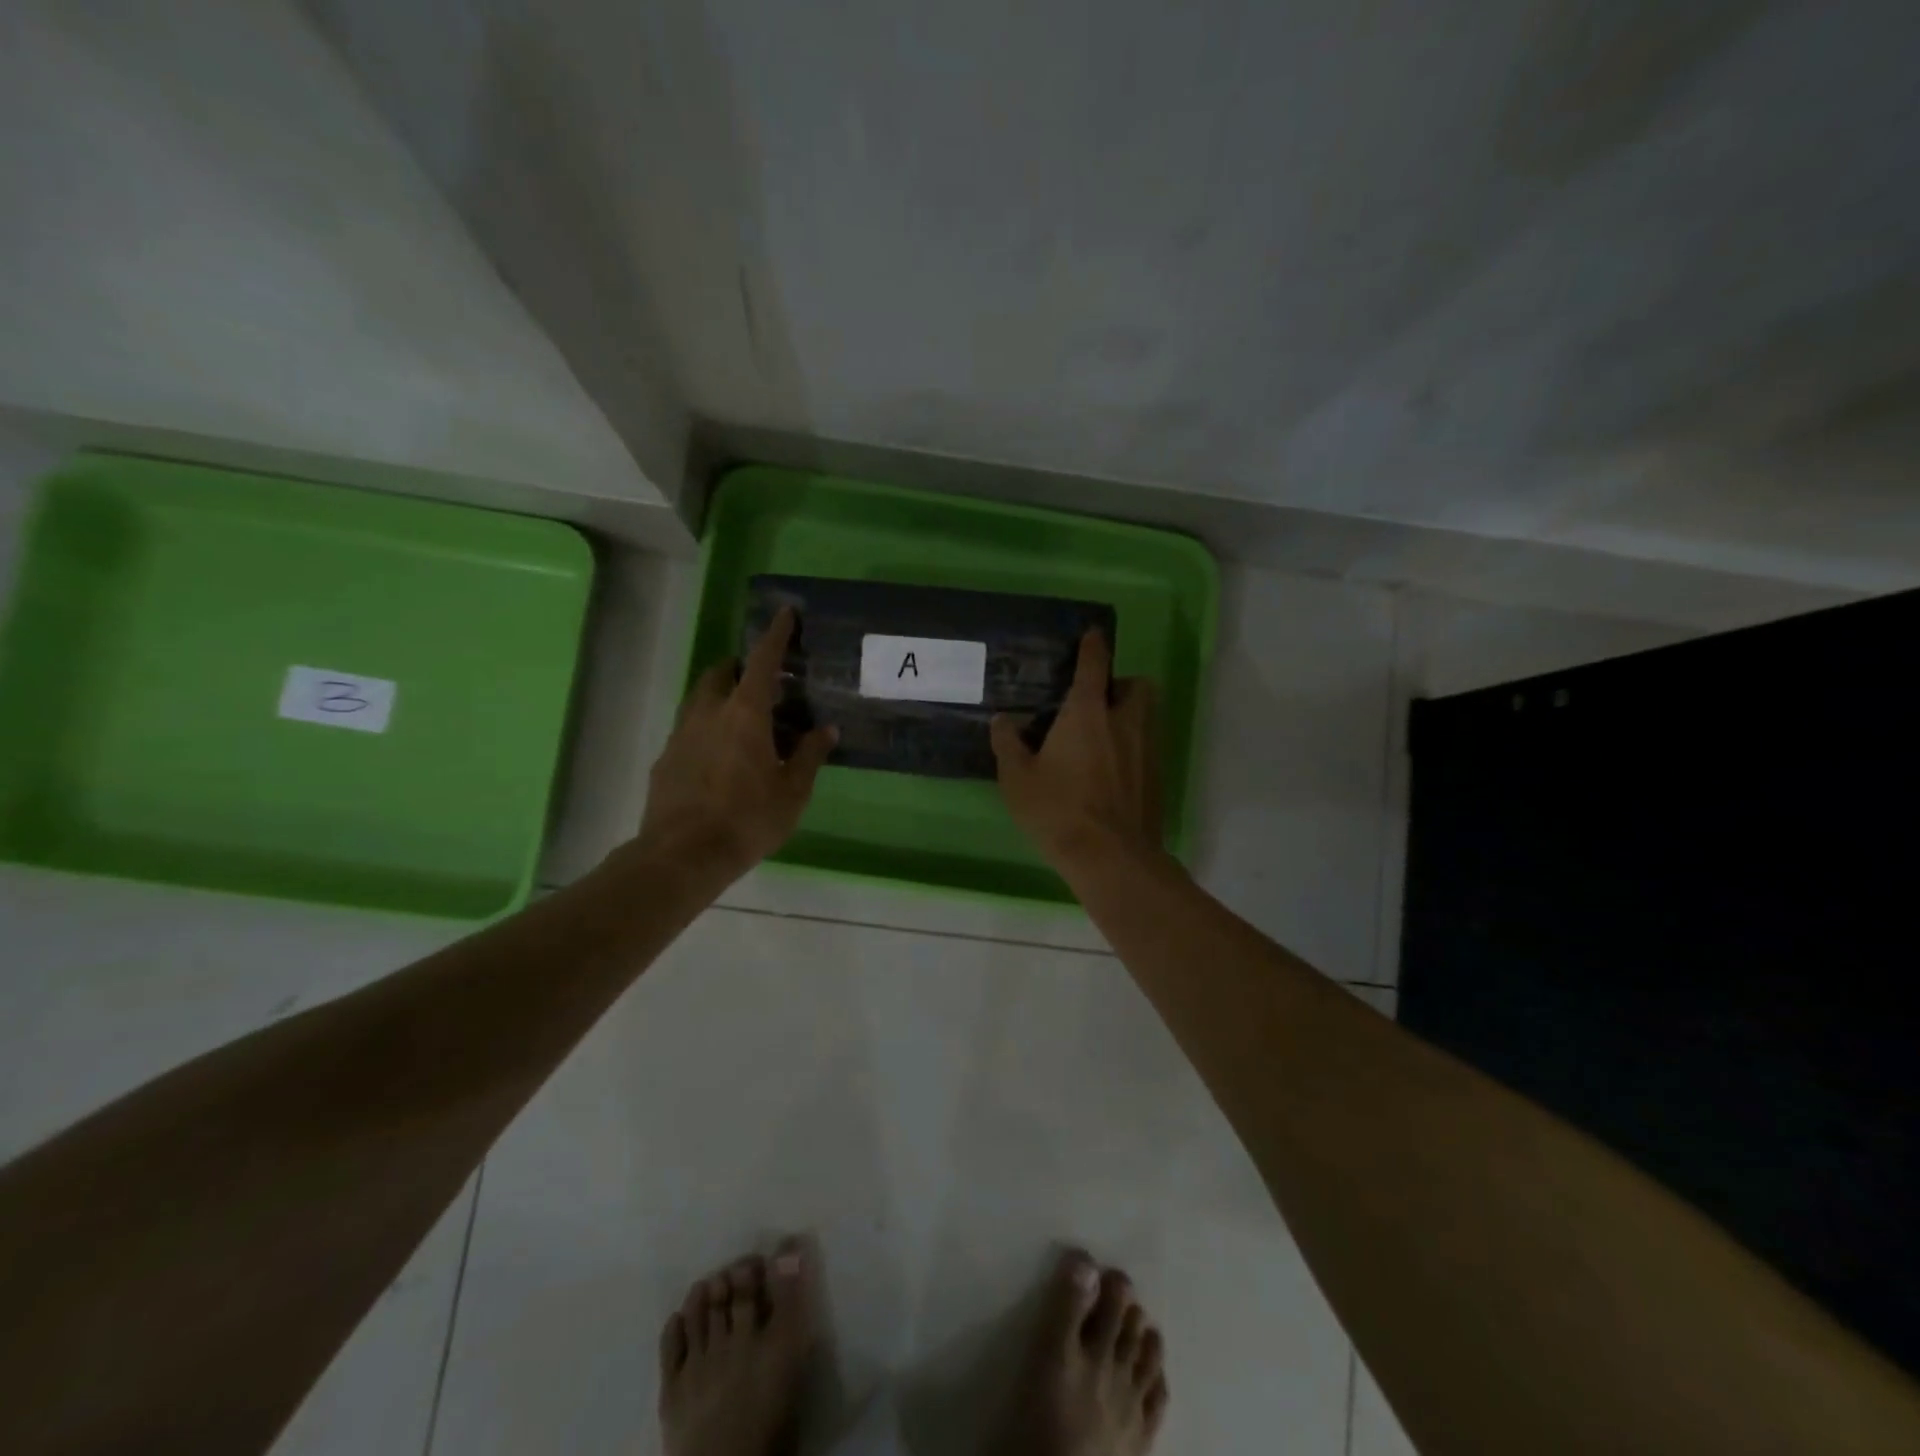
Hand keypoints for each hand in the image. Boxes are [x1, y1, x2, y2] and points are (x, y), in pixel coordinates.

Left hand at [633, 606, 836, 881]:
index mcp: (745, 714)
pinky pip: (688, 729)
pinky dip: (707, 728)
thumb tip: (826, 729)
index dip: (775, 635)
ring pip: (700, 699)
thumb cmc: (748, 818)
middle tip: (763, 685)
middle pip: (721, 673)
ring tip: (743, 721)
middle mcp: (708, 713)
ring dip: (721, 697)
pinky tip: (720, 758)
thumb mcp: (792, 791)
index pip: (762, 662)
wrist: (683, 855)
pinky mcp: (666, 759)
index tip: (784, 613)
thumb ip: (809, 755)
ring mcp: (681, 735)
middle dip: (740, 668)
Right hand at [990, 629, 1161, 867]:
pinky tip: (1112, 772)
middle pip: (1136, 685)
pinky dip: (1134, 748)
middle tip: (1096, 703)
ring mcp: (1147, 749)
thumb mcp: (1018, 778)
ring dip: (1129, 715)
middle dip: (1121, 685)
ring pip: (1147, 715)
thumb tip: (1003, 720)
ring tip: (1103, 737)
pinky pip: (1148, 747)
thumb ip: (1008, 743)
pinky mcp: (1158, 776)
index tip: (1093, 634)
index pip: (1094, 665)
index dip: (1093, 646)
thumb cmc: (1058, 810)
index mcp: (1087, 712)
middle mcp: (1124, 721)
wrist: (1111, 856)